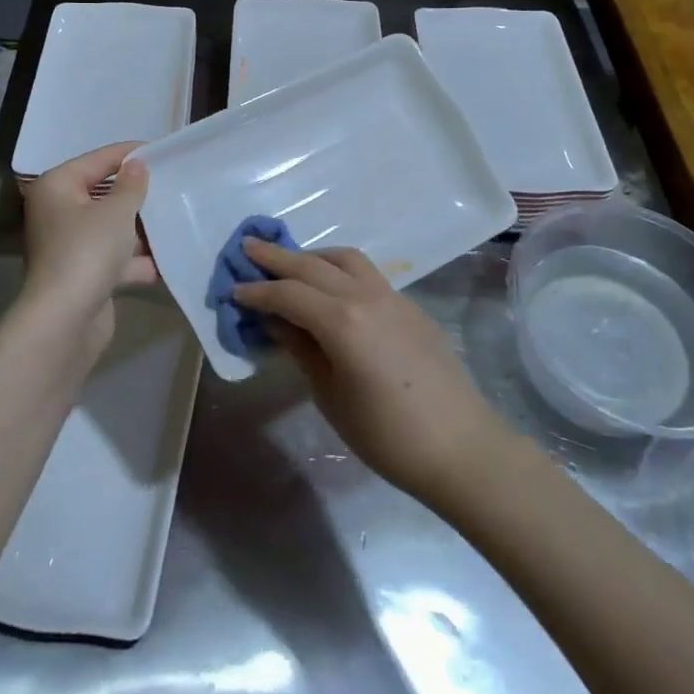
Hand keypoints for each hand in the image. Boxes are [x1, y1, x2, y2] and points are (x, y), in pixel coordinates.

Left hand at [20, 143, 156, 349]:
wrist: (65, 320)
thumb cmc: (88, 251)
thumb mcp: (116, 211)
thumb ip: (131, 185)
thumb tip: (137, 165)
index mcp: (58, 186)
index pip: (99, 160)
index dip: (130, 154)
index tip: (163, 151)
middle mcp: (59, 212)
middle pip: (105, 194)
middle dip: (138, 194)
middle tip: (173, 184)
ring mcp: (70, 245)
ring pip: (112, 228)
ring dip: (141, 229)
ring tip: (177, 218)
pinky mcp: (83, 274)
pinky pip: (116, 257)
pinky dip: (138, 259)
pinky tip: (169, 258)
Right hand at [233, 240, 509, 510]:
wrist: (460, 446)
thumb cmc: (386, 435)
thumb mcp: (331, 395)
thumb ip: (301, 349)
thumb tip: (275, 321)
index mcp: (342, 320)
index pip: (289, 294)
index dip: (258, 292)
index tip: (233, 290)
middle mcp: (366, 295)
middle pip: (313, 266)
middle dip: (278, 257)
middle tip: (249, 246)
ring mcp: (392, 296)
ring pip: (345, 259)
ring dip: (313, 256)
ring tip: (291, 264)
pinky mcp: (409, 306)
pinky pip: (367, 274)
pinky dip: (340, 270)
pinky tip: (331, 289)